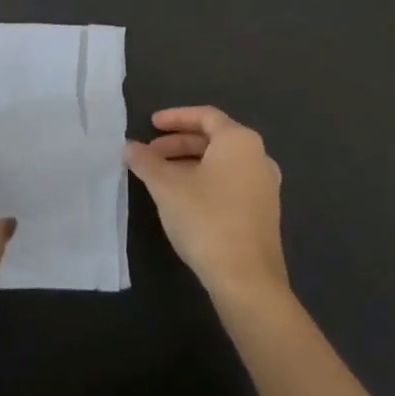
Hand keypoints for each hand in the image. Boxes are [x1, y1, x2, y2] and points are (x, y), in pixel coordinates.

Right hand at [124, 105, 288, 308]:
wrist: (247, 280)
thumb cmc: (206, 220)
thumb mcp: (167, 187)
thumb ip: (146, 162)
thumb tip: (130, 147)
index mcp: (240, 141)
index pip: (205, 116)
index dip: (175, 117)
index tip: (151, 124)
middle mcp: (258, 157)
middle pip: (213, 139)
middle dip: (178, 144)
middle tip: (150, 155)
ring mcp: (264, 187)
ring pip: (221, 163)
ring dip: (189, 164)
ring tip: (160, 178)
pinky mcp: (264, 213)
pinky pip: (230, 183)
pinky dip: (205, 181)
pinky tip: (183, 200)